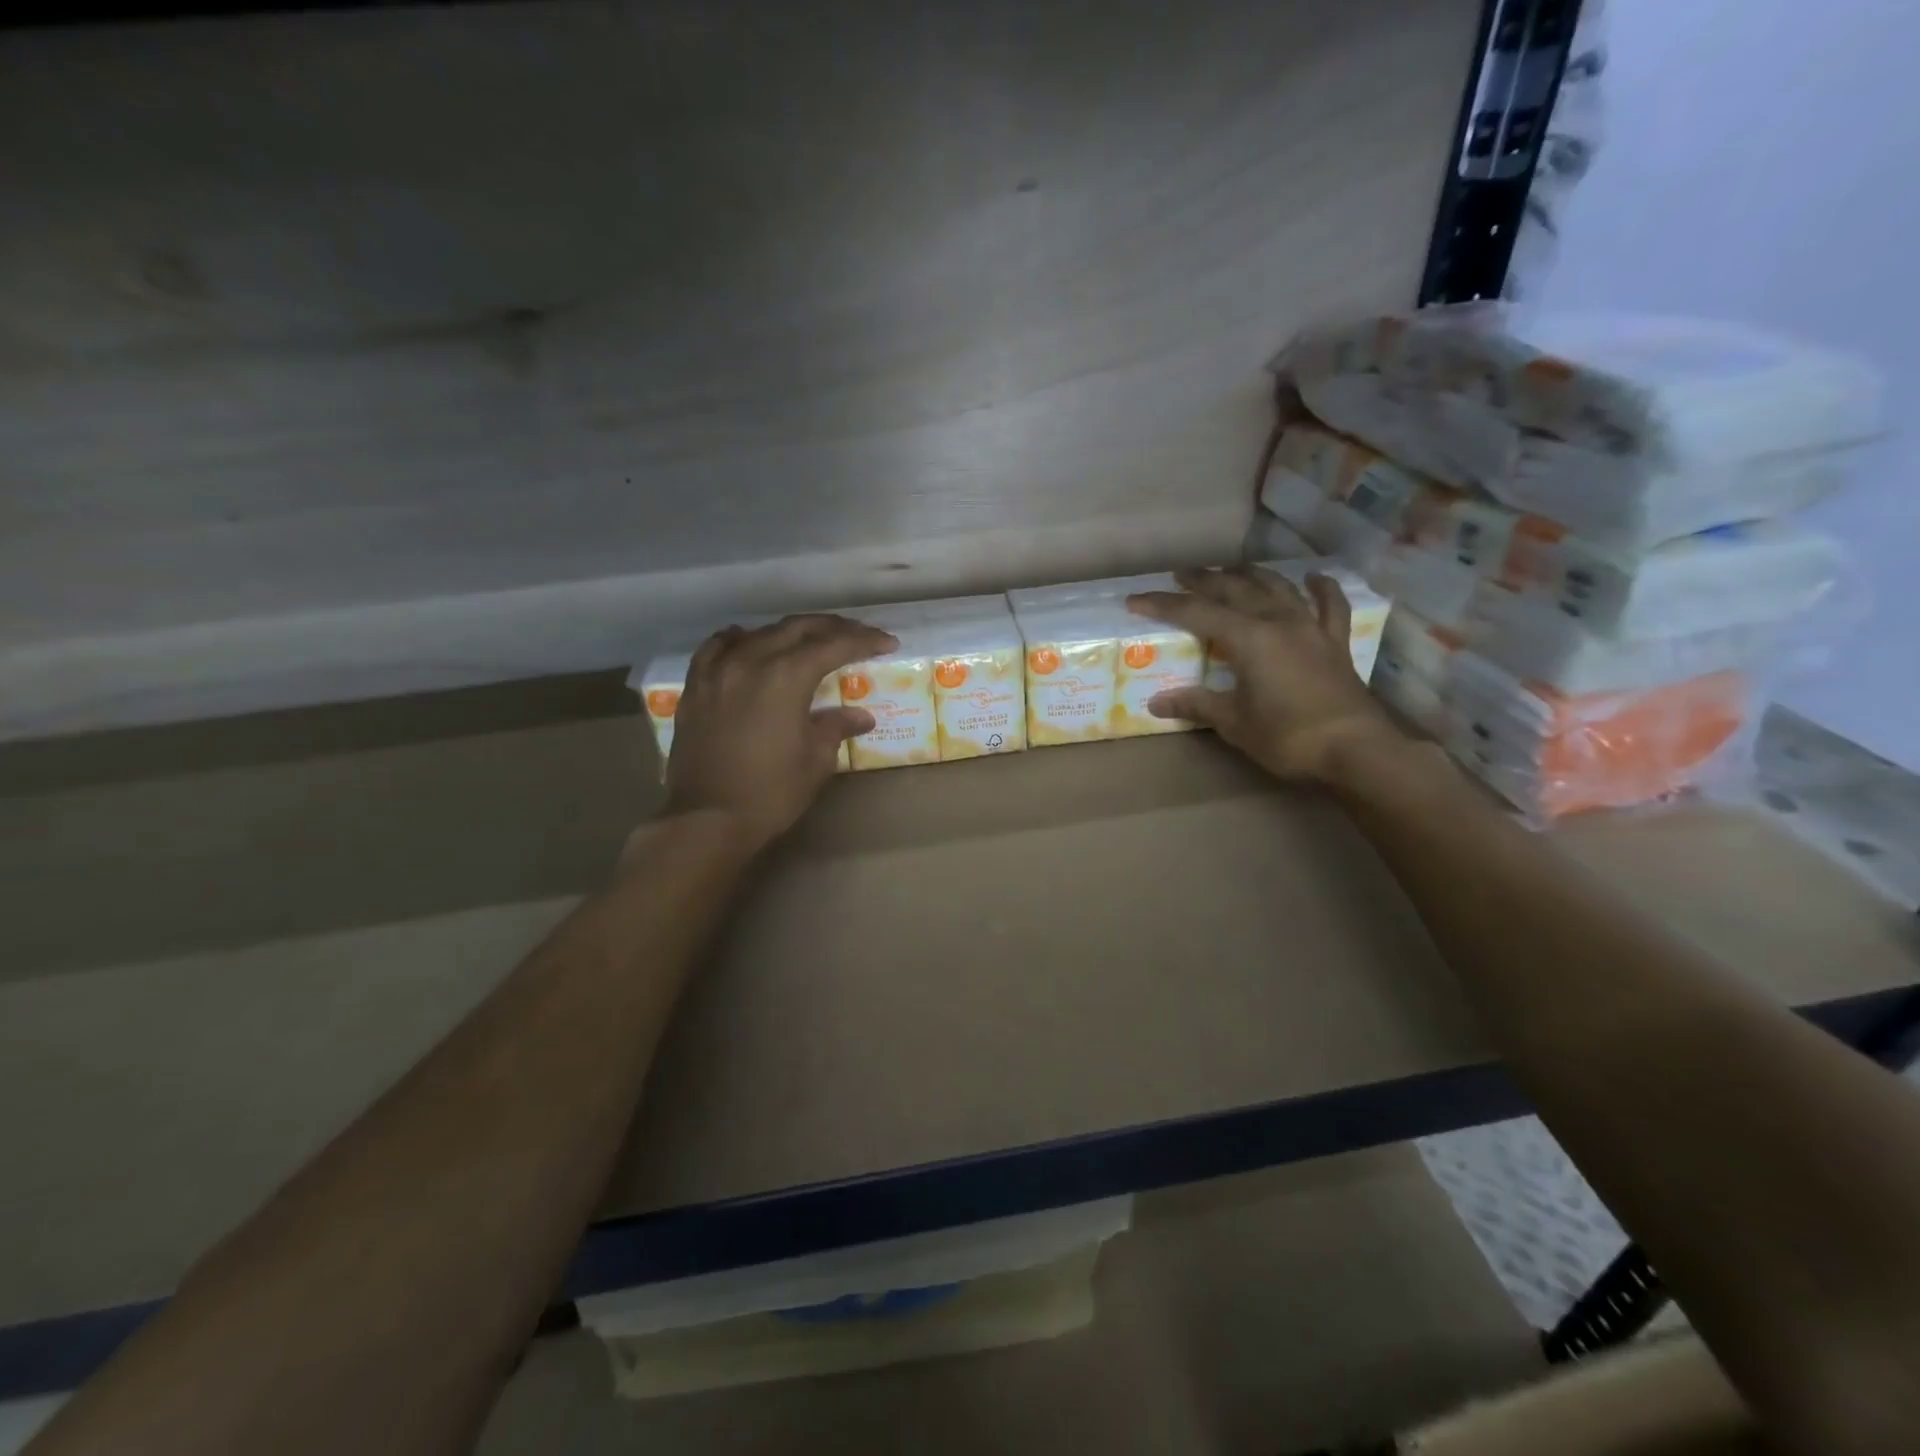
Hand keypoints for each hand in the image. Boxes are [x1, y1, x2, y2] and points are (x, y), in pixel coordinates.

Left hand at [662, 614, 897, 851]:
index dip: (864, 640)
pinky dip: (739, 640)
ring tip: (810, 640)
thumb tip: (860, 716)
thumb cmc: (771, 792)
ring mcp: (718, 671)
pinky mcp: (696, 686)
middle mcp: (752, 661)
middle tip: (857, 634)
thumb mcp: (815, 760)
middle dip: (832, 627)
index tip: (887, 642)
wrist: (707, 818)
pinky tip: (747, 642)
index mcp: (787, 676)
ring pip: (760, 633)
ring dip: (791, 632)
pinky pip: (717, 648)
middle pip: (798, 628)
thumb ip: (836, 727)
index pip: (834, 645)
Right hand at [1127, 566, 1406, 783]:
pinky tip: (1313, 577)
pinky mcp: (1335, 642)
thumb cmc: (1288, 737)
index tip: (1136, 600)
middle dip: (1205, 580)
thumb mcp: (1234, 723)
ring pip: (1278, 588)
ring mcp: (1310, 628)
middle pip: (1236, 589)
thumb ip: (1197, 705)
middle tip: (1181, 574)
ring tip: (1232, 570)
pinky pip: (1330, 606)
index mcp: (1249, 639)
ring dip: (1252, 575)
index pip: (1197, 613)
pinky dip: (1321, 589)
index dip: (1164, 605)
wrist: (1355, 750)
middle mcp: (1278, 622)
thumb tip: (1158, 702)